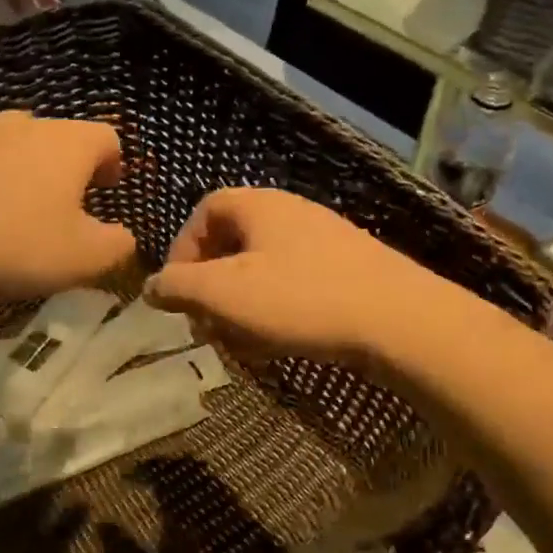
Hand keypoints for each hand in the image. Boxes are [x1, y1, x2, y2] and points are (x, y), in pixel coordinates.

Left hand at [0, 112, 134, 299]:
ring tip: (9, 213)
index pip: (106, 138)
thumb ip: (117, 245)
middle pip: (56, 139)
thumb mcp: (82, 259)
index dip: (114, 164)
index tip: (108, 191)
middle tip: (60, 208)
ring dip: (18, 174)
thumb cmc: (12, 245)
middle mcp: (21, 123)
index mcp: (66, 142)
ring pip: (9, 147)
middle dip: (64, 170)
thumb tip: (125, 237)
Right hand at [145, 189, 468, 370]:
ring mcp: (323, 241)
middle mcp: (291, 213)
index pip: (204, 211)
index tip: (178, 292)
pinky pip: (294, 286)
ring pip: (262, 271)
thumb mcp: (223, 294)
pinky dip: (275, 312)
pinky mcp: (347, 271)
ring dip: (241, 307)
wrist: (400, 321)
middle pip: (232, 244)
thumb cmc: (300, 299)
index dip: (182, 249)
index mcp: (259, 206)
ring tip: (243, 345)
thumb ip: (178, 287)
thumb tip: (152, 287)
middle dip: (211, 289)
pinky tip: (280, 345)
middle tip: (208, 326)